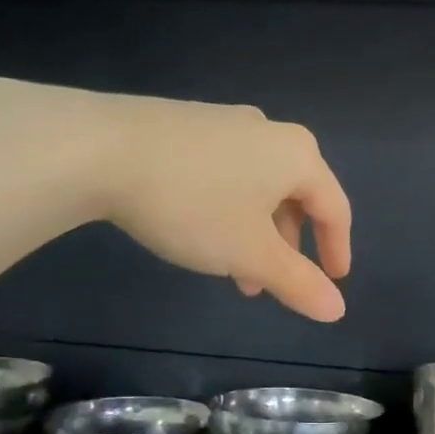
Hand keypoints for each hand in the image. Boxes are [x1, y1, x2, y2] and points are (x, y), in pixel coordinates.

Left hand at [0, 78, 352, 322]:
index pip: (335, 208)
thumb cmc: (193, 204)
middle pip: (296, 196)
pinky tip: (200, 231)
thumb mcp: (250, 253)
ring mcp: (224, 123)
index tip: (334, 281)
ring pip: (258, 187)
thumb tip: (337, 310)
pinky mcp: (185, 125)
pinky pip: (226, 173)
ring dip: (255, 234)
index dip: (337, 249)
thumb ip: (298, 282)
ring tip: (232, 270)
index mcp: (298, 156)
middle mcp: (268, 132)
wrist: (97, 148)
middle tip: (272, 284)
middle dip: (287, 247)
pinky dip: (229, 209)